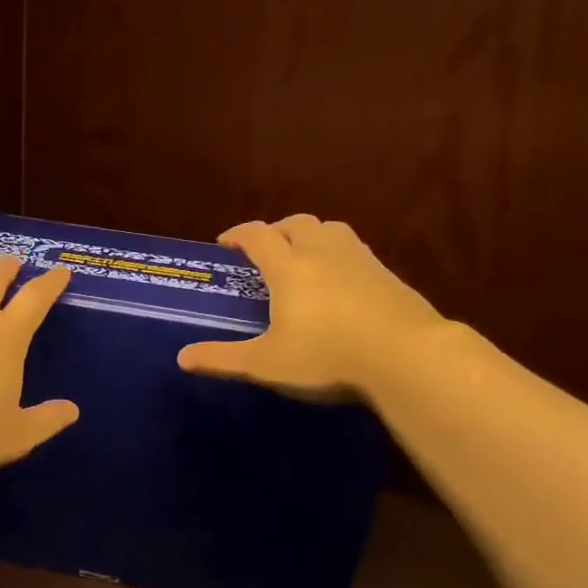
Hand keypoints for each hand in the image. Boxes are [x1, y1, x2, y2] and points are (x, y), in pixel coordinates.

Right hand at [177, 215, 445, 399]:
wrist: (405, 354)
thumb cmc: (327, 356)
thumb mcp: (267, 364)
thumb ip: (223, 359)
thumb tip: (182, 358)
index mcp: (289, 267)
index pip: (257, 235)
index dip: (238, 234)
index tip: (226, 243)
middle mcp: (322, 252)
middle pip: (295, 224)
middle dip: (275, 231)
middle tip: (266, 251)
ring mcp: (359, 259)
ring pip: (329, 229)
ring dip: (310, 235)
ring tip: (304, 257)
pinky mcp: (386, 273)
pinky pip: (355, 249)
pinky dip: (339, 253)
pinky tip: (342, 279)